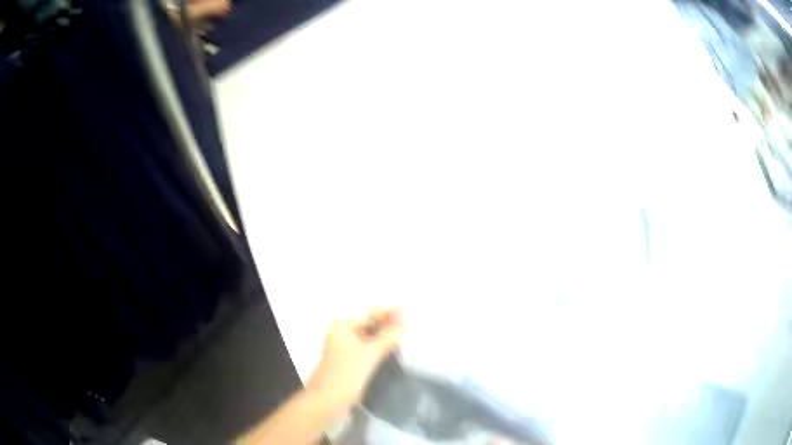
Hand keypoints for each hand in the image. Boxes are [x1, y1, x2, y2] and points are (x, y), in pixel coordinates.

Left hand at [306, 308, 403, 407]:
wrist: (328, 400)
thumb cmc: (346, 373)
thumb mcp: (370, 354)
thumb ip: (388, 338)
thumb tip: (402, 327)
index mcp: (342, 327)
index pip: (369, 314)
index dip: (388, 313)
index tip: (405, 310)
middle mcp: (341, 335)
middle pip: (369, 326)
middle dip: (387, 325)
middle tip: (408, 325)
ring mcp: (344, 350)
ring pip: (369, 340)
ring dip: (384, 338)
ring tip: (403, 336)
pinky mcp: (349, 363)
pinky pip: (367, 351)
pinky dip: (379, 350)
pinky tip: (392, 351)